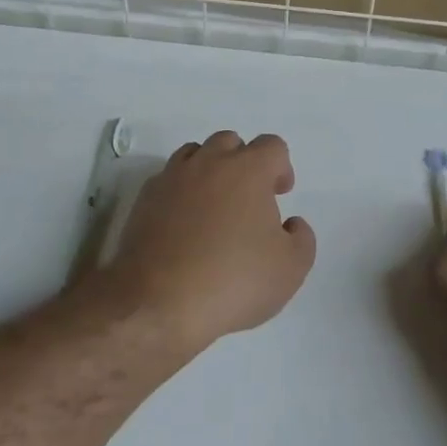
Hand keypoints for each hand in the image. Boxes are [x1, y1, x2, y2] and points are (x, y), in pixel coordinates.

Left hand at [101, 131, 315, 351]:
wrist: (158, 303)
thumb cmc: (233, 281)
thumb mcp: (291, 269)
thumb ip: (301, 238)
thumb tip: (290, 224)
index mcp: (248, 170)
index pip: (272, 146)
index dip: (281, 167)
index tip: (280, 194)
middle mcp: (209, 163)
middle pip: (230, 142)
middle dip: (243, 162)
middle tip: (248, 199)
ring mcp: (172, 178)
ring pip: (195, 154)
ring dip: (209, 171)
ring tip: (214, 207)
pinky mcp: (144, 199)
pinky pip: (168, 180)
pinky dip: (180, 192)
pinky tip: (184, 224)